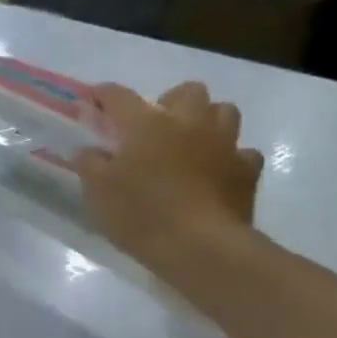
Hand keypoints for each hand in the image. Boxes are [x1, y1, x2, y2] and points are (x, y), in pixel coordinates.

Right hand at [75, 81, 264, 275]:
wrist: (200, 246)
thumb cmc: (141, 214)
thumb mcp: (98, 191)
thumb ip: (90, 164)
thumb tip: (89, 150)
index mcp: (147, 124)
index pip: (119, 97)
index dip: (103, 95)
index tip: (93, 99)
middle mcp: (188, 123)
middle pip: (186, 91)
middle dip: (171, 101)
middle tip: (155, 126)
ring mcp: (224, 144)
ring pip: (224, 111)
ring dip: (207, 120)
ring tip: (191, 142)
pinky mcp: (246, 171)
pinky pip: (243, 152)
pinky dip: (230, 158)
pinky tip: (217, 172)